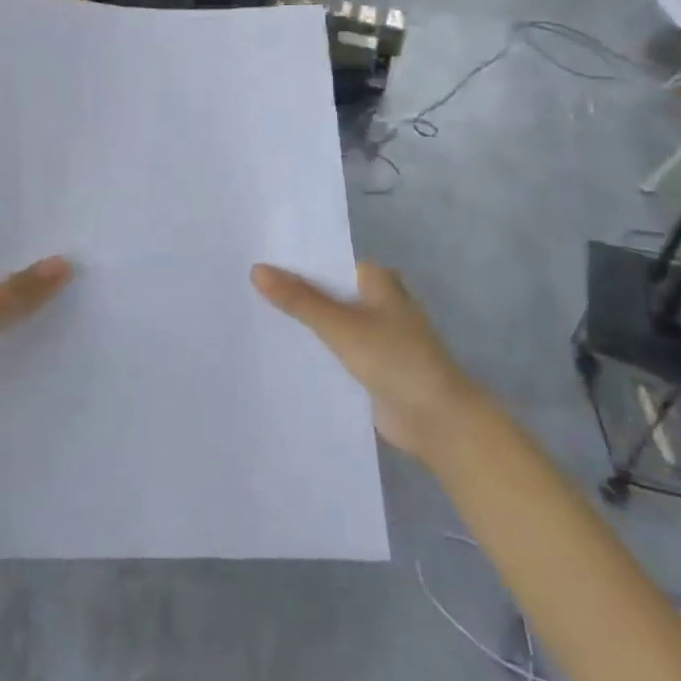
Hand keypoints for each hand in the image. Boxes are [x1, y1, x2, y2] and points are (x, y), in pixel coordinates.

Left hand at [0, 245, 70, 444]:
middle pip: (0, 281)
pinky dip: (22, 347)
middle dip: (36, 281)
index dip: (27, 244)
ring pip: (2, 317)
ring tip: (87, 308)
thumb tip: (64, 262)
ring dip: (32, 316)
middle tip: (90, 276)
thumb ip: (18, 291)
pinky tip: (60, 348)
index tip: (72, 241)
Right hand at [251, 262, 471, 457]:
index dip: (291, 261)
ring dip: (299, 323)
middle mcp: (374, 301)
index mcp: (376, 280)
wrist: (439, 422)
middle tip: (241, 287)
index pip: (325, 262)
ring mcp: (371, 334)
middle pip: (323, 291)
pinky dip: (310, 349)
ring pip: (325, 322)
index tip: (251, 259)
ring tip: (248, 315)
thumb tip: (256, 269)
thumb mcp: (342, 326)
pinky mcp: (367, 365)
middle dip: (290, 293)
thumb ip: (299, 300)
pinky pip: (330, 350)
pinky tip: (275, 351)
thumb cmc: (397, 361)